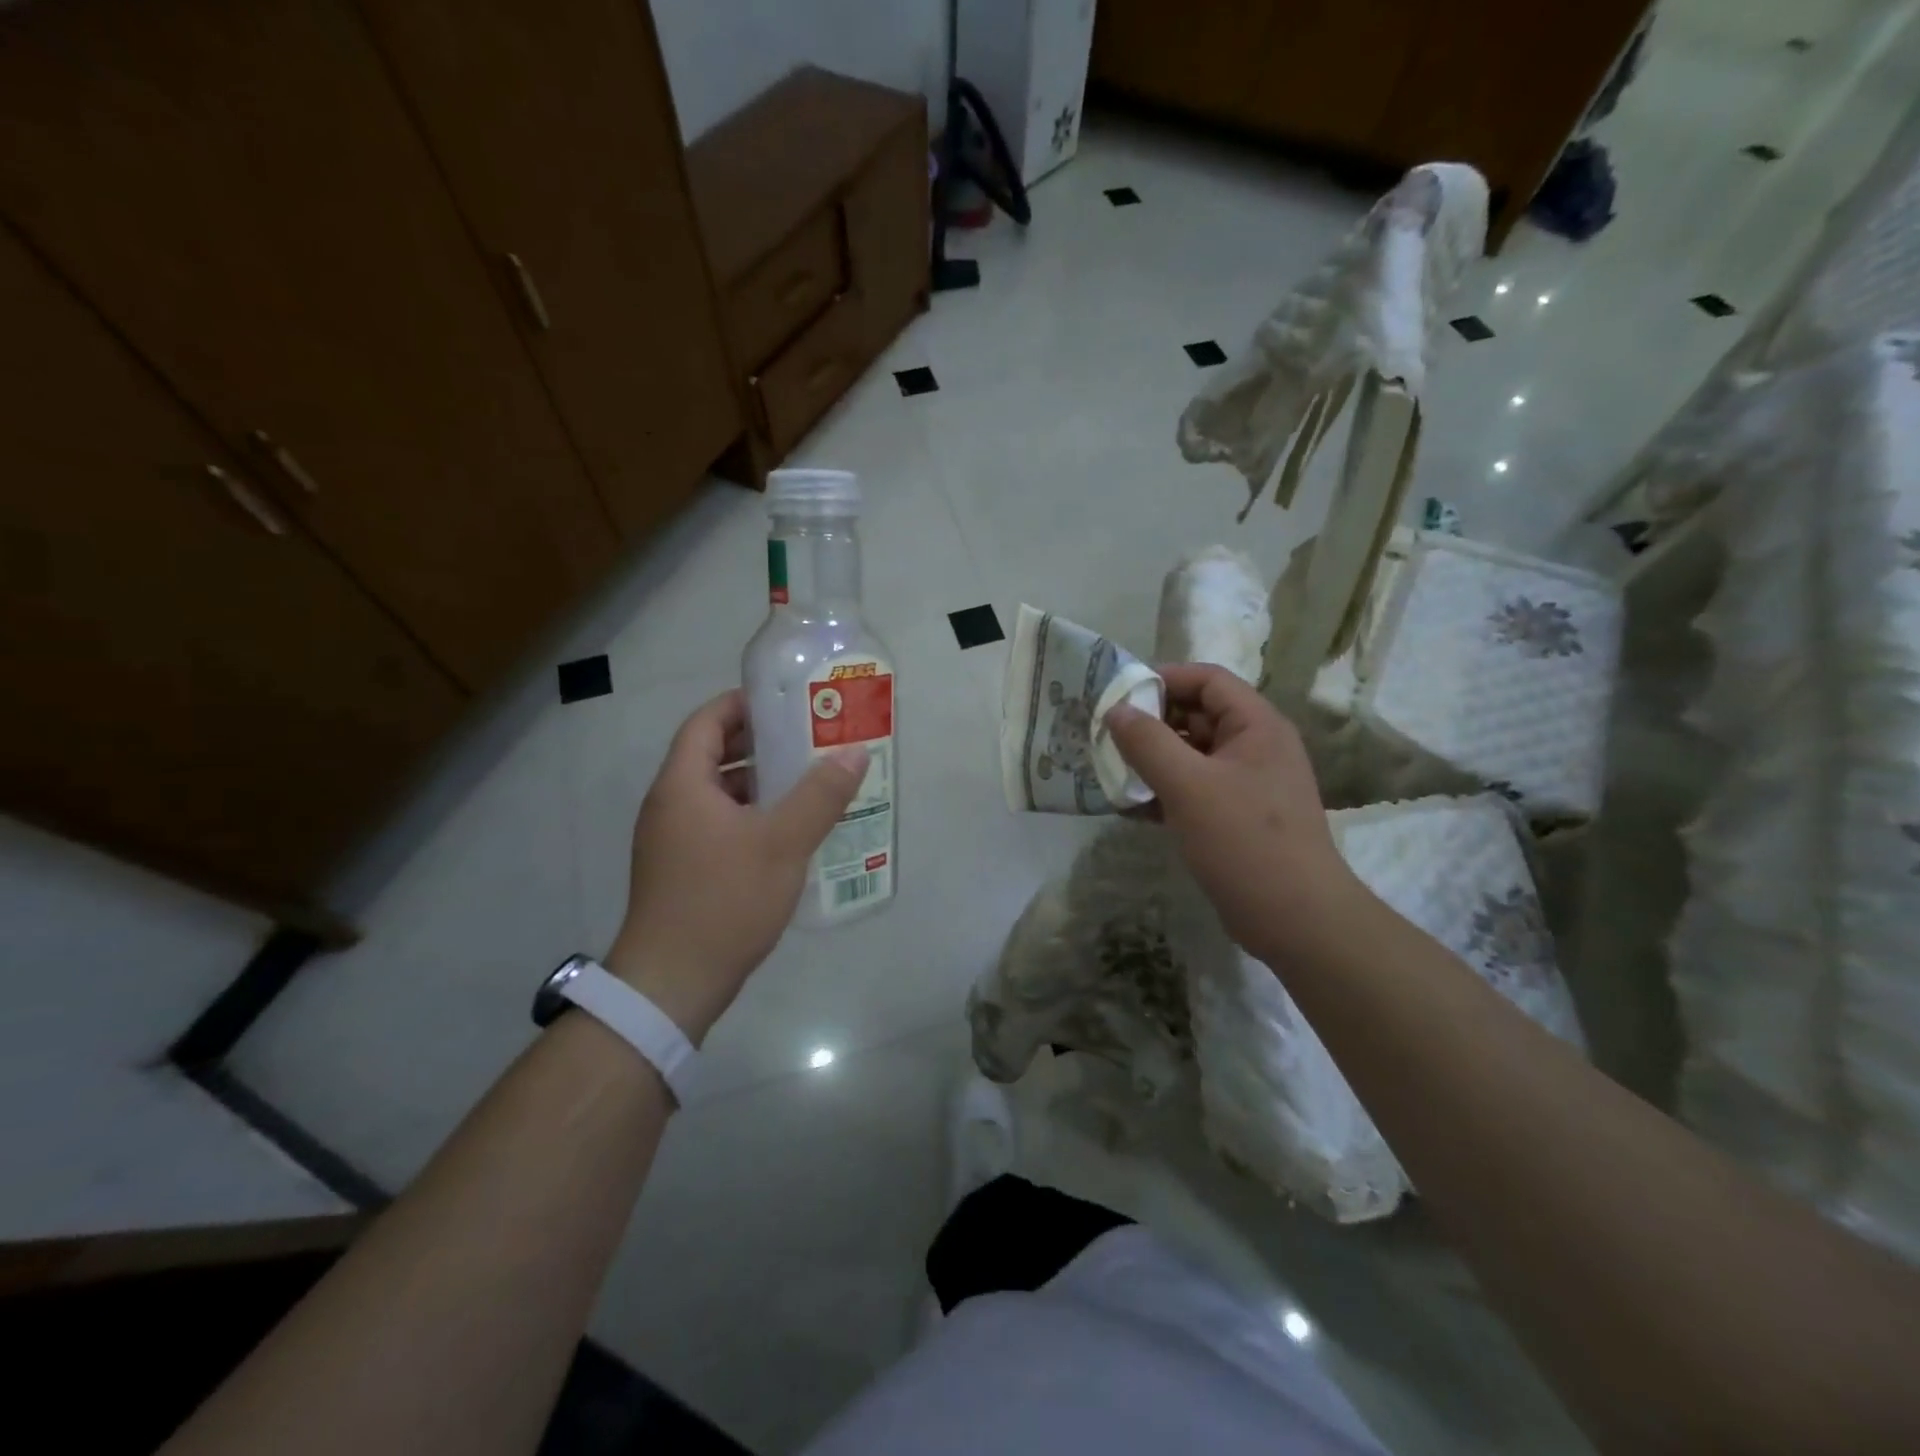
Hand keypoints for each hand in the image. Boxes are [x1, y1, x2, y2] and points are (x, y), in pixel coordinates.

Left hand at [606, 690, 866, 1042]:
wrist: (673, 983)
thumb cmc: (724, 900)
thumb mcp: (782, 843)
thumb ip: (820, 795)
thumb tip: (854, 753)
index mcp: (682, 785)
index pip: (706, 722)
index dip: (742, 704)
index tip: (785, 701)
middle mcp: (670, 805)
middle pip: (712, 756)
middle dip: (760, 744)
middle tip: (808, 739)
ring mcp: (672, 840)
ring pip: (718, 794)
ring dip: (759, 783)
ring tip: (807, 782)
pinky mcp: (682, 870)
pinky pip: (718, 825)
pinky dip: (750, 816)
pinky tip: (788, 832)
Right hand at [1106, 664, 1364, 963]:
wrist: (1295, 919)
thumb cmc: (1244, 840)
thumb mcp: (1188, 786)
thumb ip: (1147, 742)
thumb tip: (1116, 710)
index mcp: (1256, 726)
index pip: (1207, 680)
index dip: (1164, 679)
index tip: (1119, 695)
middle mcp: (1255, 747)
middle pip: (1197, 716)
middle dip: (1151, 723)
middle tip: (1105, 733)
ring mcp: (1246, 784)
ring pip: (1191, 756)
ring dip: (1152, 759)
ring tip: (1109, 769)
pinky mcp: (1235, 817)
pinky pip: (1193, 790)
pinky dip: (1163, 792)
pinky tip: (1129, 807)